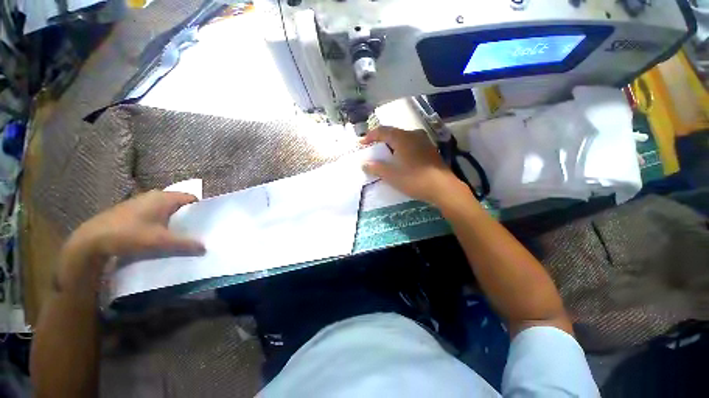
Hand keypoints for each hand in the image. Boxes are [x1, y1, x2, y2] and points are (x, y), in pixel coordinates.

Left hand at [69, 190, 205, 257]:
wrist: (90, 240)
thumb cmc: (130, 235)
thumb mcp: (161, 242)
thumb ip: (185, 244)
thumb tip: (205, 248)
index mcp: (164, 198)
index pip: (191, 198)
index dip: (200, 209)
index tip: (205, 222)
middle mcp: (153, 195)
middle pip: (179, 203)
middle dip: (187, 216)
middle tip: (194, 230)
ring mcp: (140, 201)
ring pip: (165, 208)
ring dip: (173, 219)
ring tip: (178, 234)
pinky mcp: (130, 210)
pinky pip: (153, 213)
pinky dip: (159, 221)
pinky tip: (157, 234)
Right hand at [361, 126, 471, 208]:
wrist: (442, 187)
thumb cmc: (414, 179)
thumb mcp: (391, 175)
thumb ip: (376, 168)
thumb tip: (364, 164)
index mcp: (402, 138)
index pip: (382, 131)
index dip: (370, 136)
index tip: (361, 143)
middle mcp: (414, 135)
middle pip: (393, 133)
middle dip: (381, 139)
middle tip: (373, 147)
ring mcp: (424, 141)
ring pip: (404, 138)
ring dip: (392, 144)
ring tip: (386, 153)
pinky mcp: (430, 150)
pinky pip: (412, 144)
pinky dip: (402, 148)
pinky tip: (401, 158)